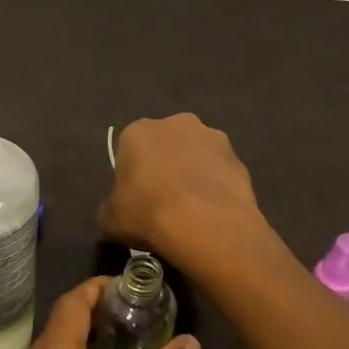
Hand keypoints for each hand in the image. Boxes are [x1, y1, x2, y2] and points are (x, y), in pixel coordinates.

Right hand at [99, 113, 262, 260]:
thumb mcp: (110, 219)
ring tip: (193, 210)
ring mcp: (213, 137)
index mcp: (138, 131)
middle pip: (166, 145)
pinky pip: (221, 172)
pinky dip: (217, 187)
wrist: (205, 224)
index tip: (136, 199)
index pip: (129, 149)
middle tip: (164, 202)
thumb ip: (111, 208)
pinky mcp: (239, 158)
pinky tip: (213, 213)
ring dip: (194, 173)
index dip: (132, 175)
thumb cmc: (147, 214)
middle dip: (166, 166)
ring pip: (197, 155)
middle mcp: (176, 123)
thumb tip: (117, 211)